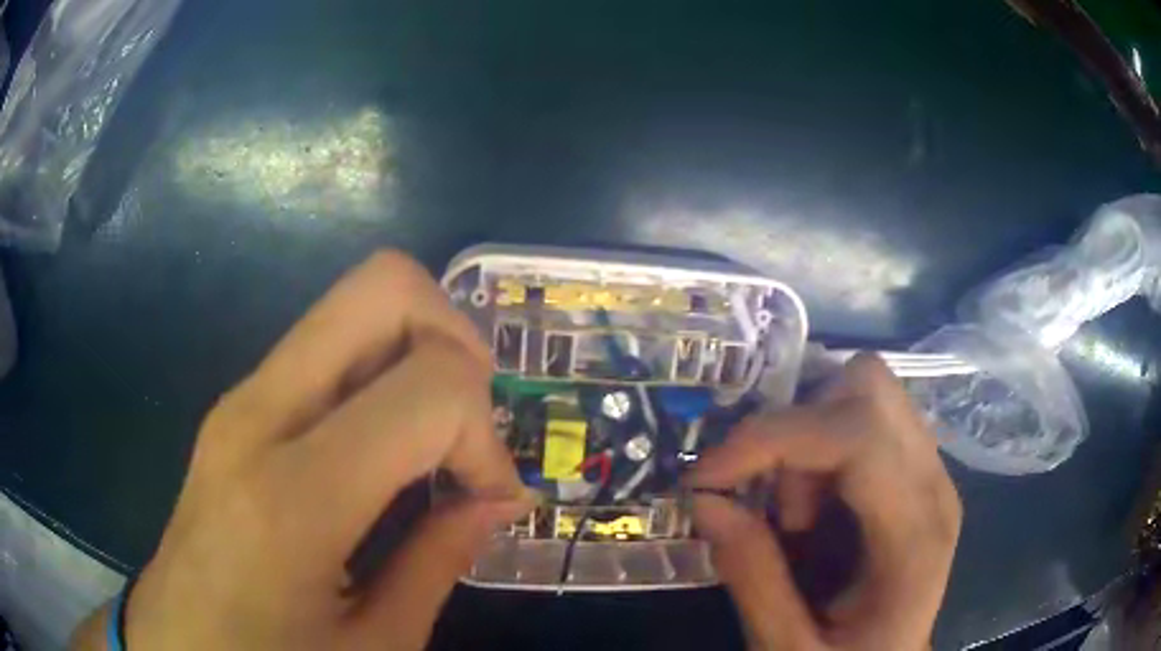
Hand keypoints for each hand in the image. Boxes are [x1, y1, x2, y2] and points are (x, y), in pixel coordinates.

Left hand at [73, 252, 530, 649]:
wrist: (175, 648)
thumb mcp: (376, 647)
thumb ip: (438, 562)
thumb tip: (496, 499)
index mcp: (293, 496)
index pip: (430, 387)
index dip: (484, 435)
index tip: (491, 498)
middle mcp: (258, 414)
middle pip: (380, 287)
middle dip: (454, 338)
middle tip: (472, 420)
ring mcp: (238, 400)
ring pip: (353, 304)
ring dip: (418, 354)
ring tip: (435, 441)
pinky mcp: (235, 407)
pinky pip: (325, 348)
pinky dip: (380, 373)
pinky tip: (386, 449)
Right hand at [688, 353, 960, 650]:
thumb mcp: (788, 648)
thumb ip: (753, 579)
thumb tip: (706, 500)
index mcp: (915, 534)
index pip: (858, 436)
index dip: (773, 438)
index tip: (707, 477)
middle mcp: (934, 483)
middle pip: (868, 386)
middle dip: (797, 428)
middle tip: (770, 500)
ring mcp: (930, 469)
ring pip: (865, 391)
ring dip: (809, 437)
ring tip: (795, 513)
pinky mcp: (915, 469)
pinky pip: (866, 417)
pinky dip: (821, 444)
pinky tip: (813, 506)